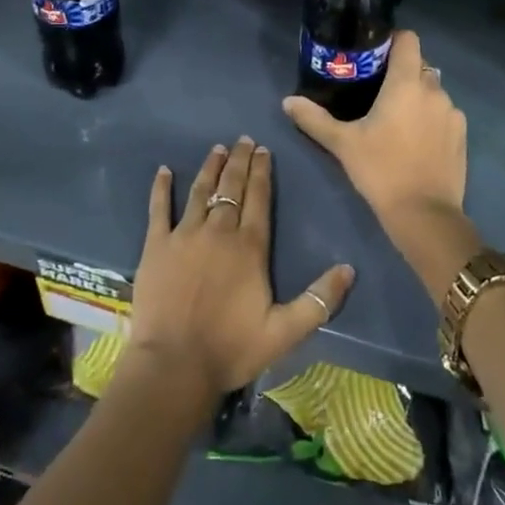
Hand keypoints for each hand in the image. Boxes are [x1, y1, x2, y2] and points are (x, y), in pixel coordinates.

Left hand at [126, 137, 354, 405]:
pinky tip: (163, 171)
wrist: (174, 365)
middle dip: (240, 161)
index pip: (259, 198)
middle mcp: (218, 231)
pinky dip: (161, 188)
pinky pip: (159, 209)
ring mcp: (184, 235)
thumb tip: (349, 269)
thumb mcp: (285, 332)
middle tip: (244, 140)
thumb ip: (319, 300)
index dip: (262, 172)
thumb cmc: (231, 348)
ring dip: (210, 168)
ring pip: (200, 191)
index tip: (264, 150)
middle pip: (231, 187)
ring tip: (217, 149)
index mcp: (250, 247)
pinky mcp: (155, 246)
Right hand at [283, 31, 482, 307]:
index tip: (374, 54)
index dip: (392, 40)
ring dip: (417, 96)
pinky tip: (416, 140)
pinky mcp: (462, 135)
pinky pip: (444, 113)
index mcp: (406, 83)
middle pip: (419, 65)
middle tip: (376, 91)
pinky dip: (431, 117)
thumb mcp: (343, 144)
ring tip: (396, 119)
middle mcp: (434, 90)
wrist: (424, 214)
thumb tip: (288, 101)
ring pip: (432, 90)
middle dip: (400, 72)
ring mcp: (452, 112)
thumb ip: (314, 119)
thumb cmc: (381, 170)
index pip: (408, 40)